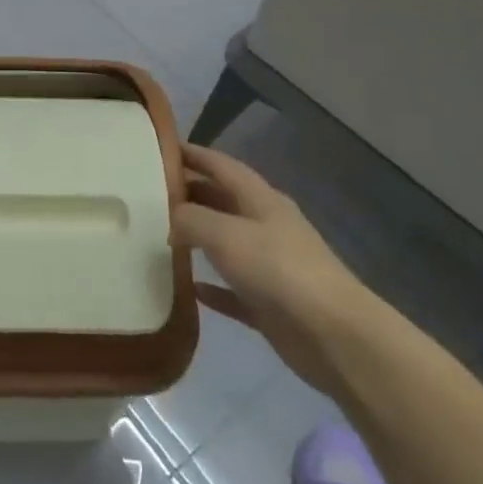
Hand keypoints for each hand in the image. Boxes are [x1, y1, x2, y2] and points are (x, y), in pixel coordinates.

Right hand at [171, 144, 379, 395]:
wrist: (334, 335)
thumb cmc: (278, 270)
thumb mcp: (224, 233)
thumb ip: (189, 218)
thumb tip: (168, 217)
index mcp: (259, 198)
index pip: (220, 164)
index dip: (191, 153)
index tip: (159, 147)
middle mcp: (265, 225)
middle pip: (222, 200)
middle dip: (189, 192)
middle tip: (148, 193)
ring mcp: (270, 265)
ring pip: (226, 243)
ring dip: (197, 238)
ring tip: (159, 234)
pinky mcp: (270, 304)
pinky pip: (233, 288)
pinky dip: (212, 286)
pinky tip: (189, 289)